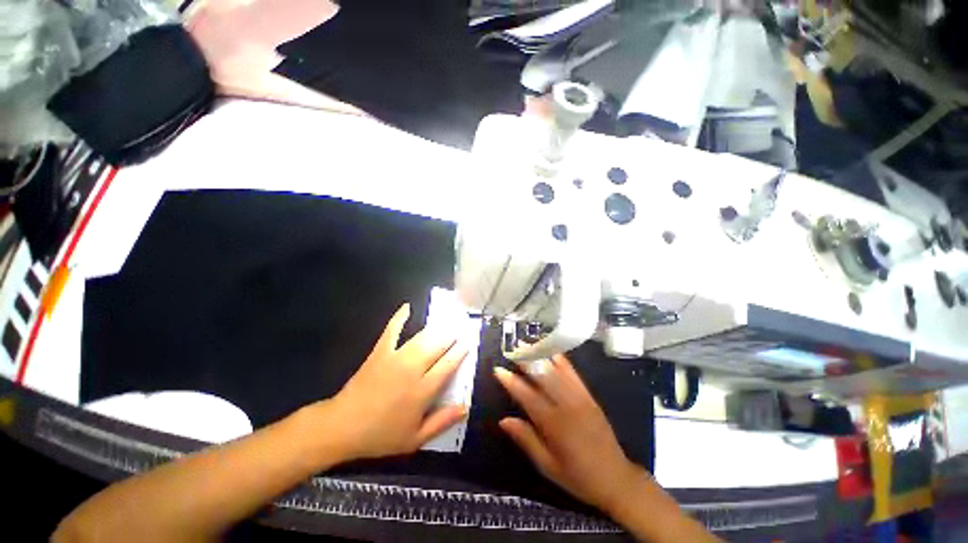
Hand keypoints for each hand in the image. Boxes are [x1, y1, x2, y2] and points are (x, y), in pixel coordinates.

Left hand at [324, 303, 469, 459]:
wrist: (342, 426)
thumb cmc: (381, 435)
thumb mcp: (414, 439)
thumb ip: (442, 422)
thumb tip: (465, 407)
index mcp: (423, 390)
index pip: (448, 364)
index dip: (460, 351)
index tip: (469, 342)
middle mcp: (412, 369)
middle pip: (438, 346)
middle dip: (452, 336)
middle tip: (462, 327)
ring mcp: (395, 358)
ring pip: (422, 338)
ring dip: (437, 328)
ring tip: (448, 320)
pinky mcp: (380, 352)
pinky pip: (391, 331)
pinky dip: (399, 318)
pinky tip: (407, 307)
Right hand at [494, 355, 648, 513]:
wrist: (616, 479)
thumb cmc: (578, 477)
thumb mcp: (548, 466)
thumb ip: (526, 440)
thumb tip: (503, 420)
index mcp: (554, 425)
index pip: (528, 397)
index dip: (512, 382)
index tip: (499, 369)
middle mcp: (567, 407)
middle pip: (543, 378)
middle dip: (526, 361)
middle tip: (512, 349)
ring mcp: (580, 399)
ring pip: (557, 372)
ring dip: (542, 356)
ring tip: (528, 345)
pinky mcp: (590, 397)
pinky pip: (575, 375)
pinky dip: (563, 362)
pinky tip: (554, 352)